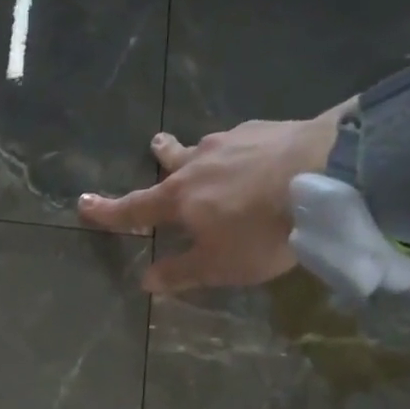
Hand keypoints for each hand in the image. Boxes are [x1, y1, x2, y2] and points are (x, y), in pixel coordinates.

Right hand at [78, 112, 339, 292]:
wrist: (326, 174)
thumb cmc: (261, 229)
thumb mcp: (219, 265)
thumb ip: (181, 272)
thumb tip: (145, 280)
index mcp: (180, 198)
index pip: (135, 207)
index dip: (108, 211)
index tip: (83, 203)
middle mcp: (200, 163)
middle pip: (172, 160)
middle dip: (160, 156)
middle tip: (154, 147)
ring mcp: (234, 140)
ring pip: (207, 147)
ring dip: (200, 151)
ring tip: (206, 152)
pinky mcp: (268, 128)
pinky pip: (242, 140)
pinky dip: (238, 149)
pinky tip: (255, 154)